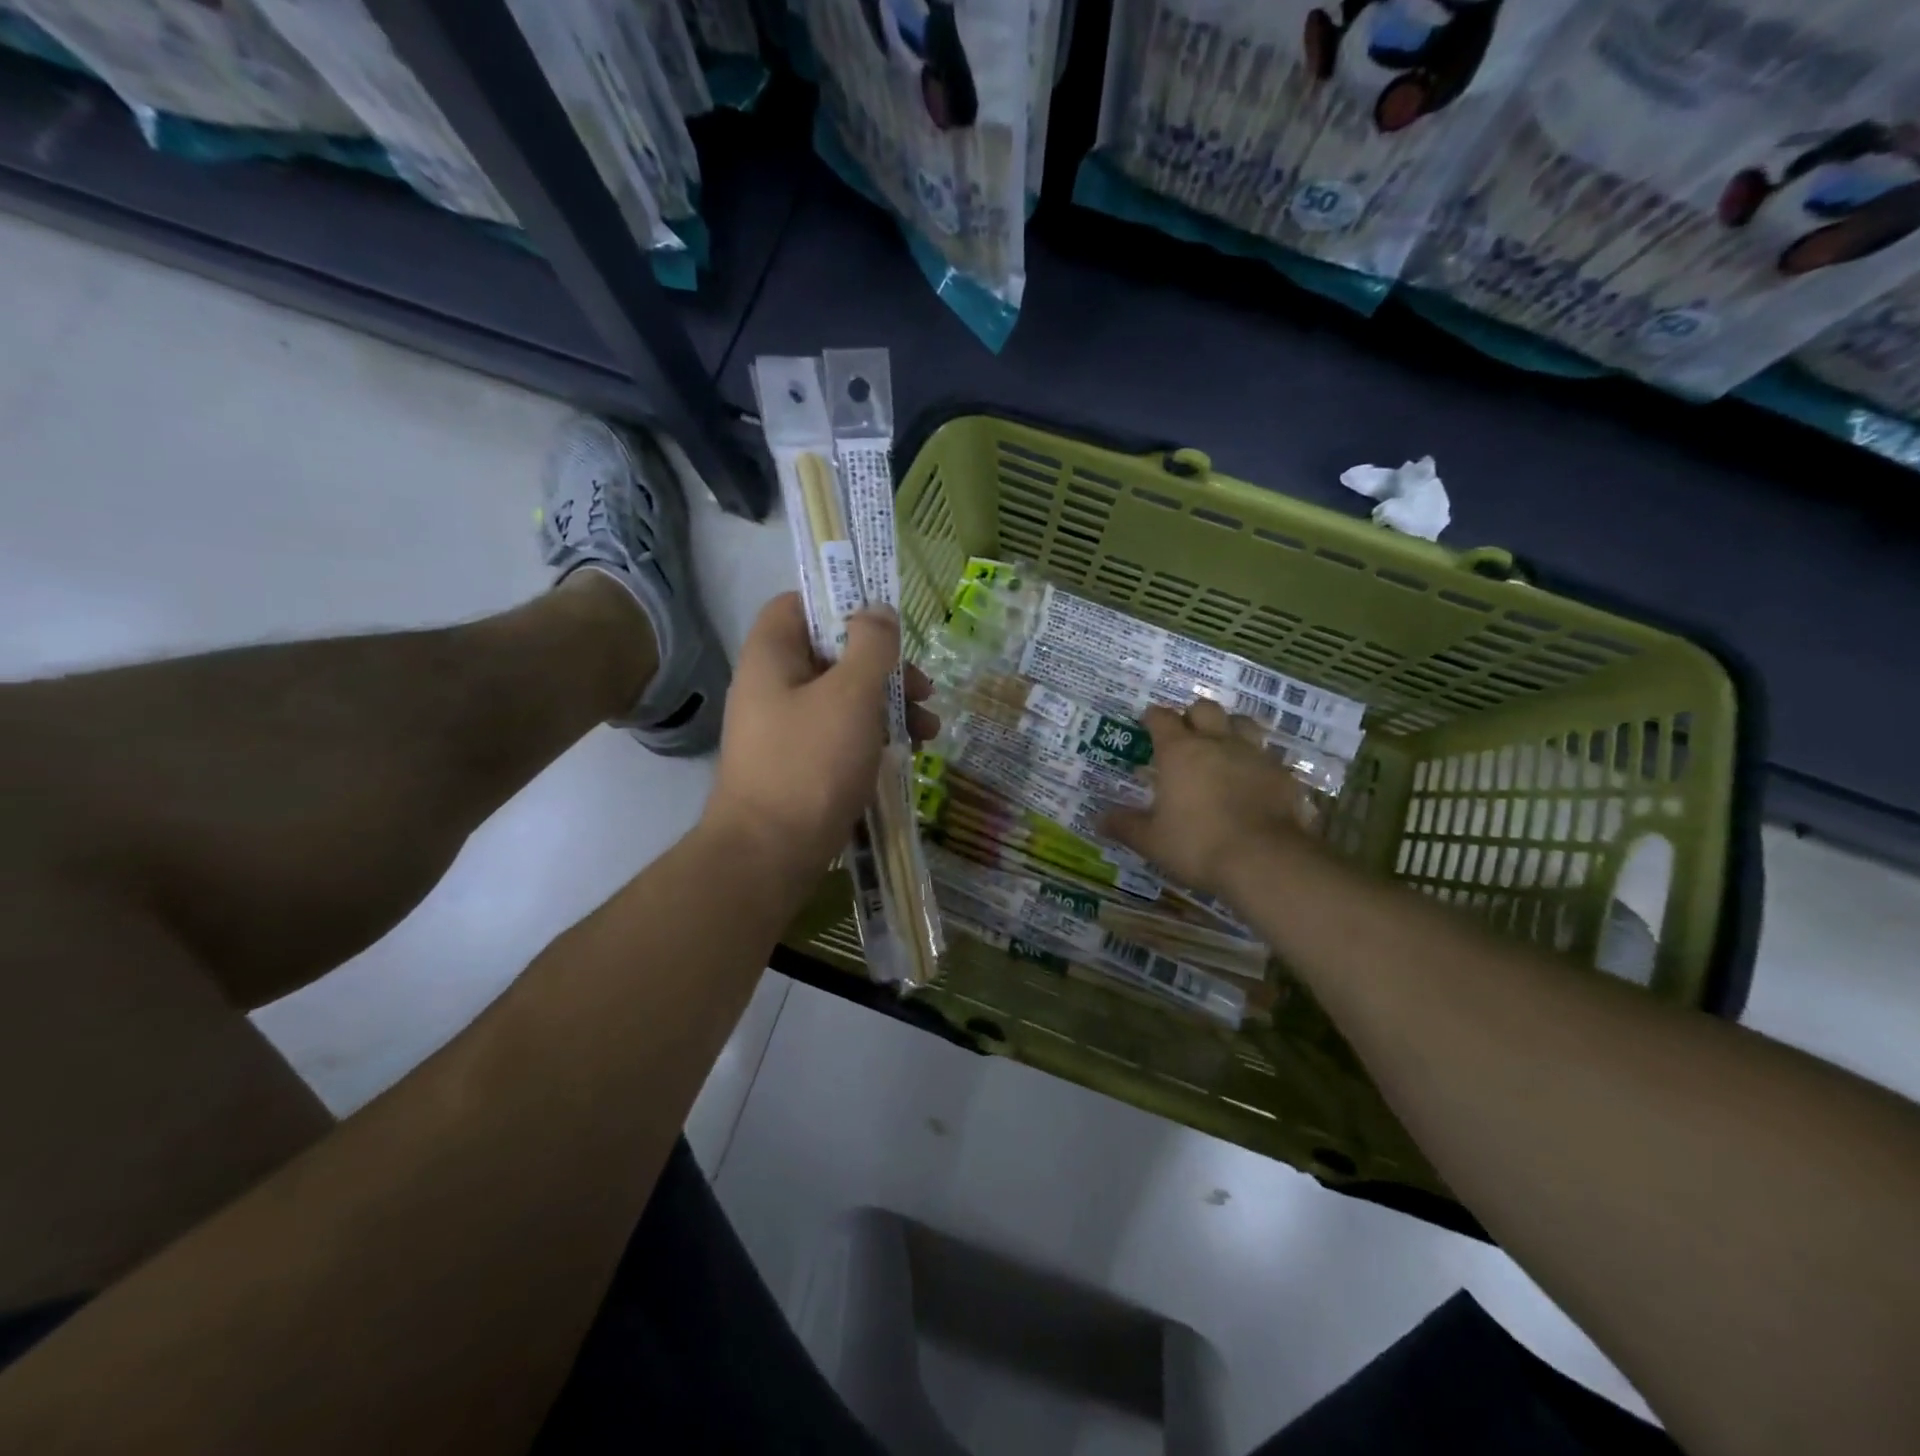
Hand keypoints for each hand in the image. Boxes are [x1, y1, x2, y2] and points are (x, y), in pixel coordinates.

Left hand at [704, 593, 936, 880]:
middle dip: (884, 666)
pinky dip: (873, 736)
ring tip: (930, 729)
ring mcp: (785, 728)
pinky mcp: (799, 764)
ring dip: (889, 704)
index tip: (885, 621)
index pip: (798, 603)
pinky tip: (908, 754)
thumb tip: (878, 611)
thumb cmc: (811, 764)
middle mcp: (773, 686)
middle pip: (832, 653)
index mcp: (772, 656)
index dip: (841, 602)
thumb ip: (871, 646)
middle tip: (924, 687)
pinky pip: (840, 733)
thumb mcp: (851, 695)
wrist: (769, 855)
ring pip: (843, 697)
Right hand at [1101, 700, 1314, 900]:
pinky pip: (1268, 755)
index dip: (1152, 717)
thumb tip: (1098, 819)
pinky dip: (1257, 760)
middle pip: (1205, 709)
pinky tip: (1253, 778)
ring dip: (1230, 727)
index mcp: (1179, 751)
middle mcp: (1217, 742)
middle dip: (1193, 715)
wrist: (1264, 860)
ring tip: (1223, 745)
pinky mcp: (1283, 774)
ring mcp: (1254, 754)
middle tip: (1186, 733)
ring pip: (1242, 722)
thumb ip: (1125, 825)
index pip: (1161, 718)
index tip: (1147, 723)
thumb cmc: (1197, 845)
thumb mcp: (1152, 841)